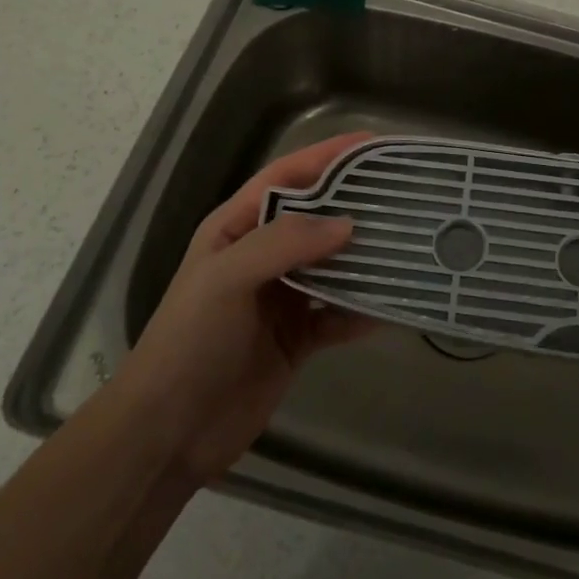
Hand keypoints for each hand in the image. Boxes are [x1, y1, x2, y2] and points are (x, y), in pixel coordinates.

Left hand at [117, 133, 377, 480]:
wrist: (169, 433)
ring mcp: (282, 297)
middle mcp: (263, 255)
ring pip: (333, 265)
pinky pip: (338, 315)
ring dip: (366, 257)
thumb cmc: (190, 341)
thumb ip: (284, 243)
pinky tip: (394, 307)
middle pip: (317, 218)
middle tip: (405, 193)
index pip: (287, 176)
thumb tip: (348, 224)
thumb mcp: (227, 278)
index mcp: (238, 228)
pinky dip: (363, 310)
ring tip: (410, 243)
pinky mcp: (297, 338)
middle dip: (357, 203)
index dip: (328, 156)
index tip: (373, 145)